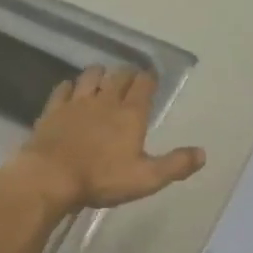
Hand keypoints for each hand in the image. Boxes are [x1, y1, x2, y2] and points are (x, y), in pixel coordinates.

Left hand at [11, 66, 205, 211]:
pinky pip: (63, 90)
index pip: (144, 85)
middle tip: (130, 77)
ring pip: (90, 76)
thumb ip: (175, 164)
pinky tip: (70, 90)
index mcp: (131, 114)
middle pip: (119, 76)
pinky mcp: (53, 110)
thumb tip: (203, 153)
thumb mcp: (146, 178)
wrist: (50, 177)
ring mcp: (76, 103)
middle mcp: (105, 101)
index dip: (149, 79)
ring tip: (102, 78)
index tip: (151, 78)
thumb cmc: (102, 179)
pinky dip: (69, 87)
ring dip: (99, 74)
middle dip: (127, 73)